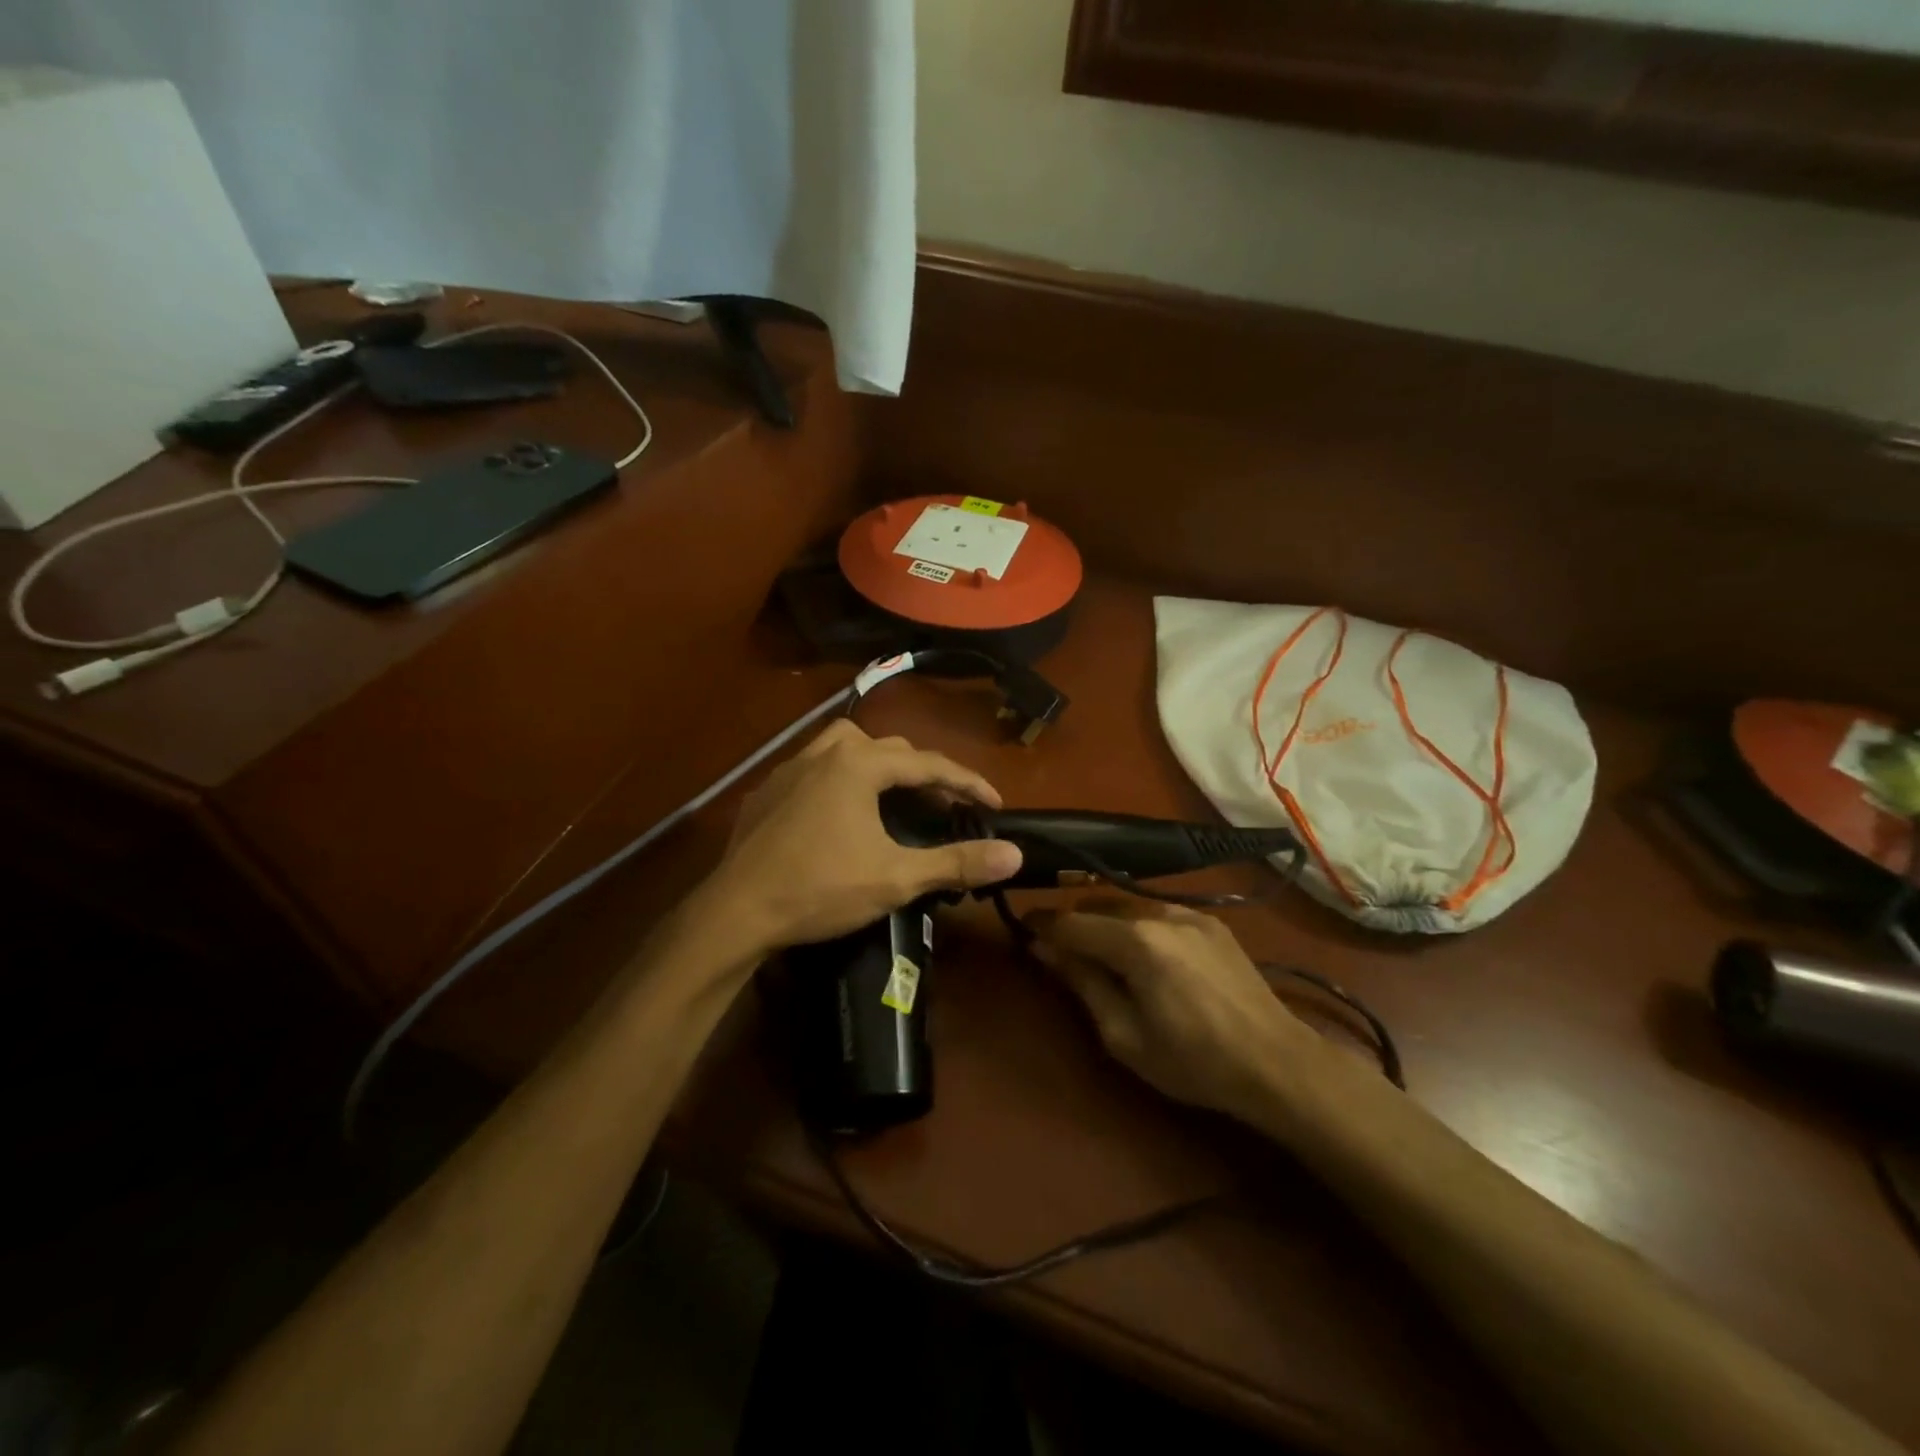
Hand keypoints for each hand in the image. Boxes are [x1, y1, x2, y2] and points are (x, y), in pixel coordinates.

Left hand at [706, 719, 1022, 953]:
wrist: (736, 912)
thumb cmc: (821, 889)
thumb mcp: (896, 878)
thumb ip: (956, 862)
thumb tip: (1014, 854)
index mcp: (859, 765)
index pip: (928, 763)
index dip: (967, 782)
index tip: (994, 803)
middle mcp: (824, 753)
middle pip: (889, 748)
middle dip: (924, 772)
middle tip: (945, 804)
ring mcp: (789, 769)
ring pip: (846, 747)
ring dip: (878, 764)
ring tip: (894, 794)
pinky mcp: (766, 791)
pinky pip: (815, 767)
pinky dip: (841, 778)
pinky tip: (840, 809)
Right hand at [1030, 901, 1314, 1123]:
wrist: (1277, 1062)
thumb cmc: (1193, 1061)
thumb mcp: (1124, 1036)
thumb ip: (1083, 983)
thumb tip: (1046, 949)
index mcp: (1135, 941)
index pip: (1071, 922)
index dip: (1041, 925)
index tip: (1021, 930)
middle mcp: (1160, 913)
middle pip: (1098, 904)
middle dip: (1073, 922)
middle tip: (1059, 950)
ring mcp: (1190, 912)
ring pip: (1128, 904)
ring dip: (1106, 922)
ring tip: (1101, 953)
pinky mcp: (1211, 921)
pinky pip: (1159, 912)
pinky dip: (1138, 925)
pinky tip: (1145, 954)